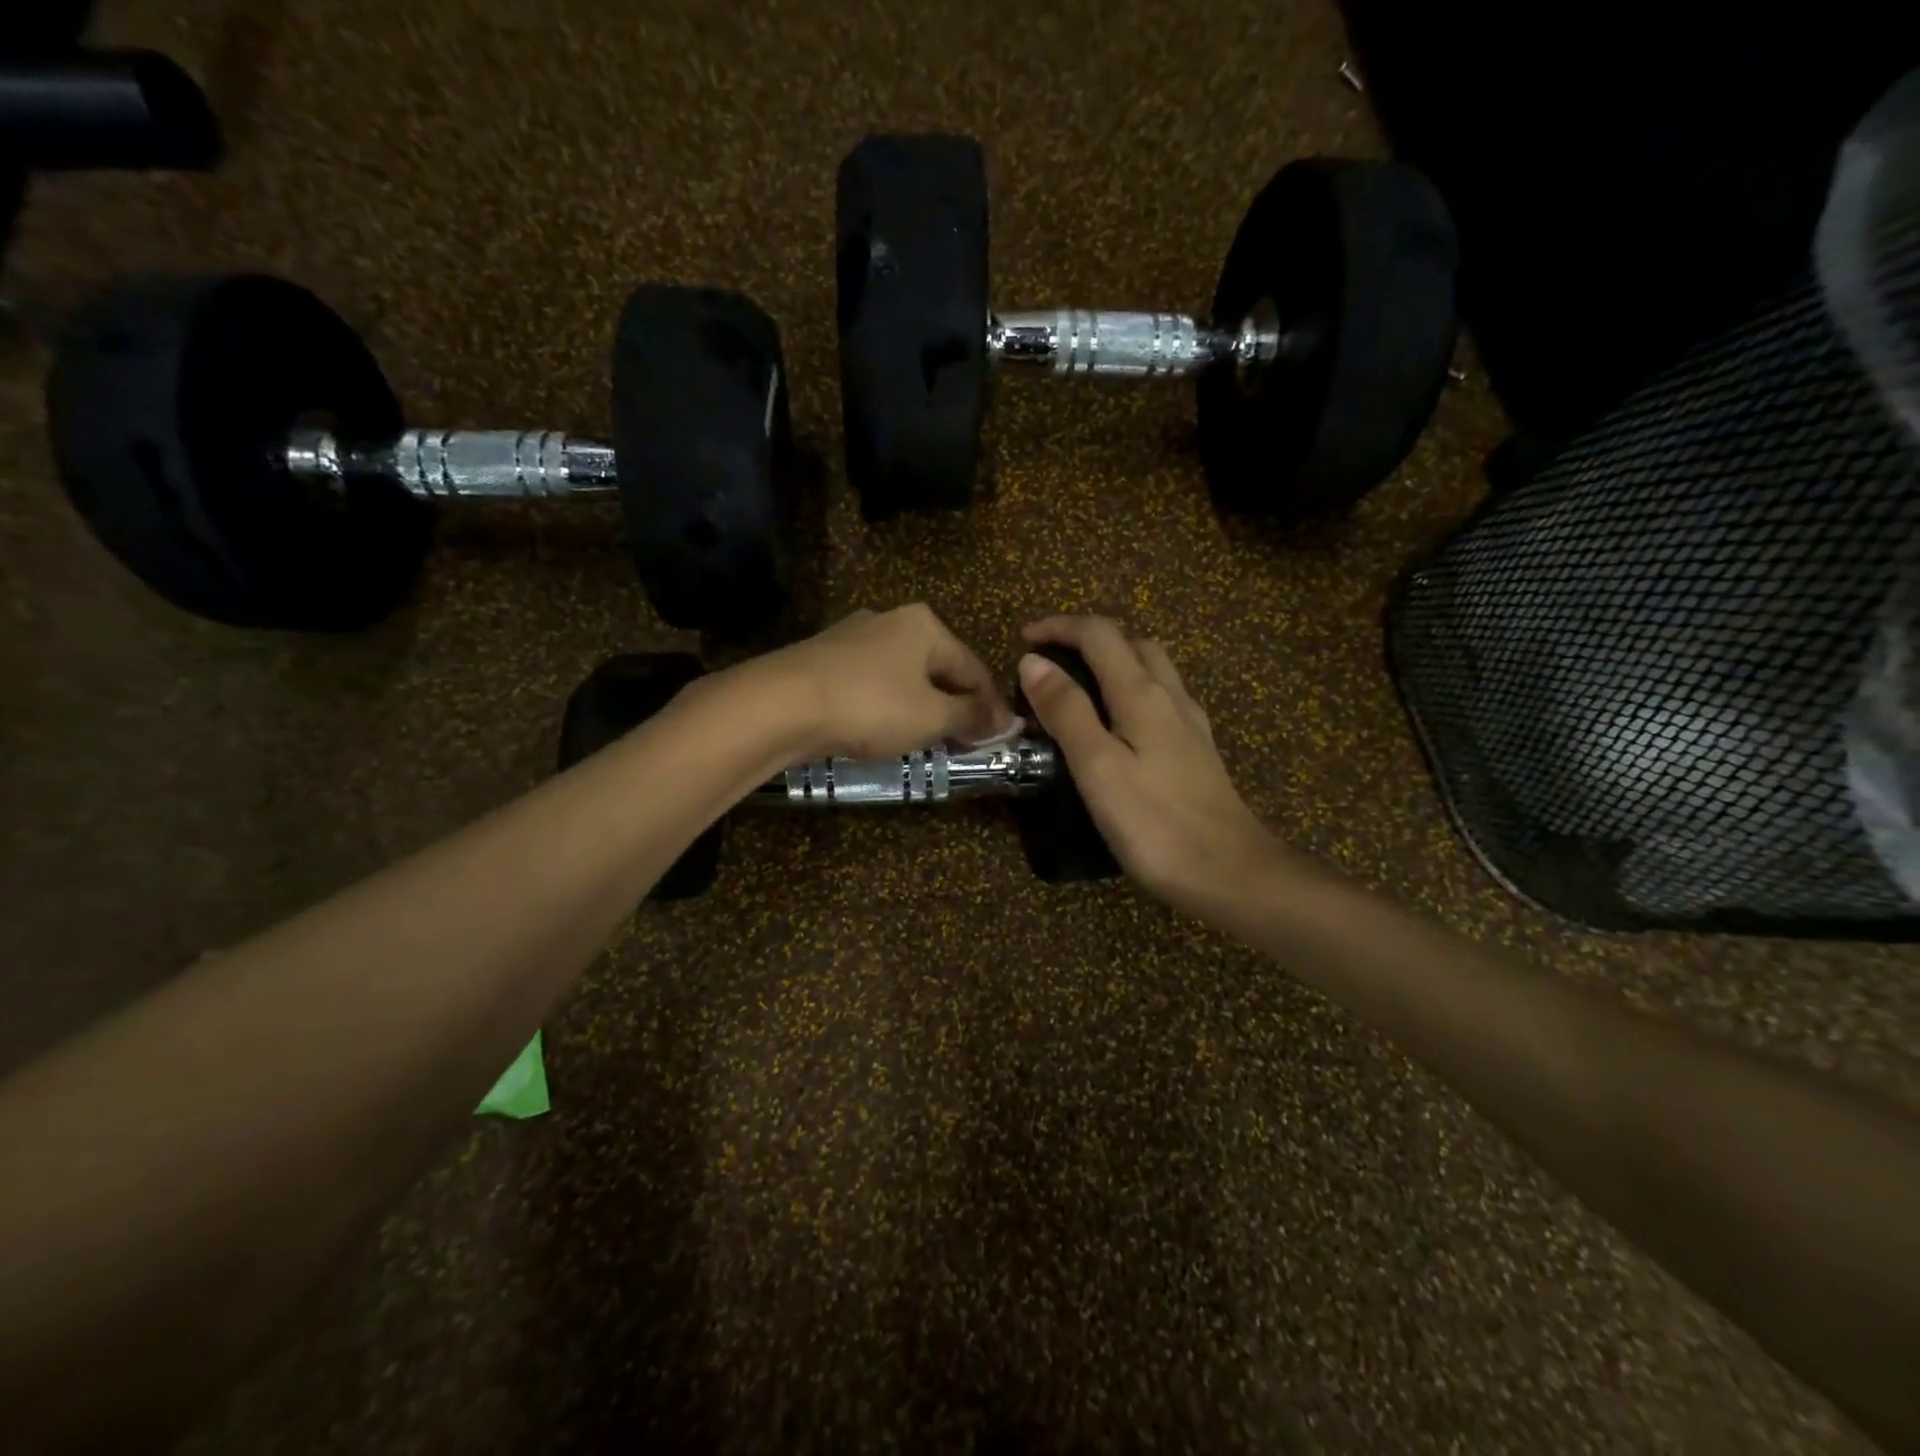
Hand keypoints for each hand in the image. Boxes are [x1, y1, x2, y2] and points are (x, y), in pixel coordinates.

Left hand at [754, 604, 1013, 759]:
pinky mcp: (824, 658)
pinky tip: (883, 728)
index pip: (973, 668)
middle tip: (964, 742)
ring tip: (926, 740)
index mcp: (925, 625)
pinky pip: (872, 683)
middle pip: (938, 668)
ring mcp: (853, 636)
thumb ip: (972, 716)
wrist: (781, 704)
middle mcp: (891, 621)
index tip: (1000, 738)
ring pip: (903, 676)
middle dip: (955, 705)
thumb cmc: (871, 705)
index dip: (990, 706)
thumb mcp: (932, 716)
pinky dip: (887, 705)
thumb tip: (1007, 721)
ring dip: (921, 707)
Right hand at [1018, 615, 1279, 914]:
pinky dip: (1131, 691)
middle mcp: (1171, 697)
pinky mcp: (1198, 750)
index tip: (1024, 639)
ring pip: (1152, 669)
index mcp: (1142, 694)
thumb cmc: (1155, 823)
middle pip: (1131, 643)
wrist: (1231, 873)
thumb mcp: (1097, 766)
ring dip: (1113, 662)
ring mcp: (1190, 724)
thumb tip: (1034, 661)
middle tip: (1051, 662)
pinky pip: (1161, 699)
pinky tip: (1119, 725)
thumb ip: (1067, 710)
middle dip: (1088, 639)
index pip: (1099, 635)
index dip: (1059, 627)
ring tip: (1079, 688)